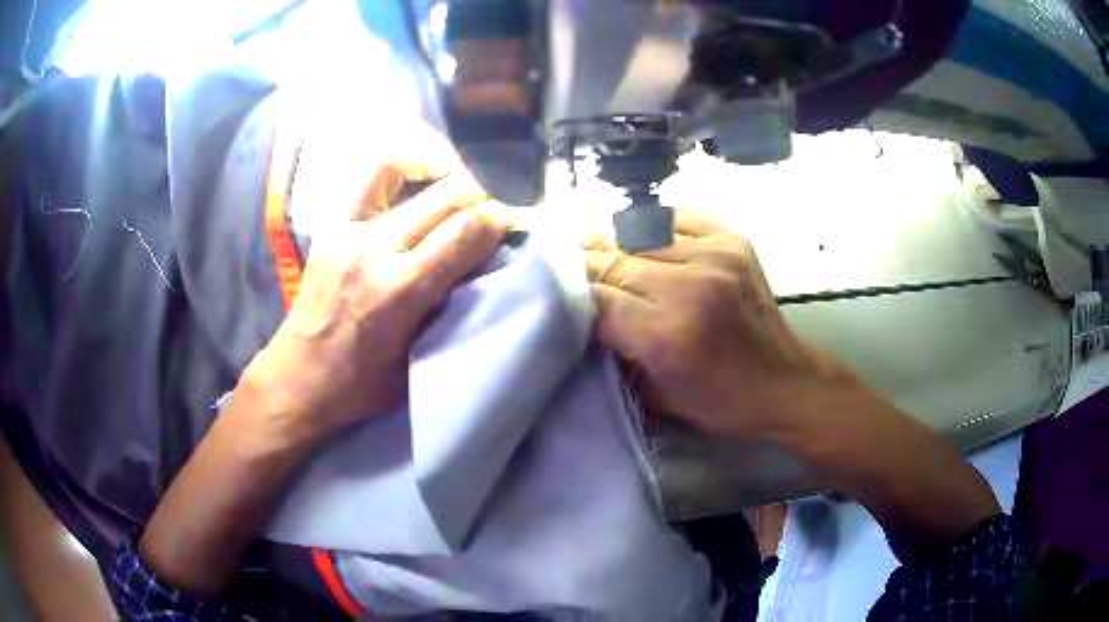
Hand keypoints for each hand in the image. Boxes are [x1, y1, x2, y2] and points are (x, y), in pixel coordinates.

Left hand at [248, 170, 509, 443]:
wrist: (297, 379)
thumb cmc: (359, 385)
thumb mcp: (417, 360)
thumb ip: (448, 307)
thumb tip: (481, 263)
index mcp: (397, 292)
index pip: (464, 232)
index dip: (500, 218)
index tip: (517, 220)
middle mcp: (371, 250)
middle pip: (443, 196)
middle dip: (483, 192)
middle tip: (500, 199)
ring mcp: (345, 231)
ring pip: (400, 169)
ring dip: (439, 167)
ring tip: (458, 178)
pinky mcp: (329, 225)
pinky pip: (370, 177)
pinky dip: (401, 168)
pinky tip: (418, 180)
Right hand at [585, 210, 850, 441]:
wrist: (785, 382)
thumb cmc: (721, 402)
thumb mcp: (656, 395)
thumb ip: (614, 350)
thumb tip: (580, 310)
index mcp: (667, 333)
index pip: (596, 298)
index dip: (571, 296)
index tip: (554, 297)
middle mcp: (689, 284)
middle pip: (612, 260)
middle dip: (585, 268)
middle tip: (567, 272)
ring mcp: (714, 255)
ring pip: (636, 234)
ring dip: (611, 245)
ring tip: (597, 253)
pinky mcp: (731, 239)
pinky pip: (672, 218)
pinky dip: (647, 227)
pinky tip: (638, 240)